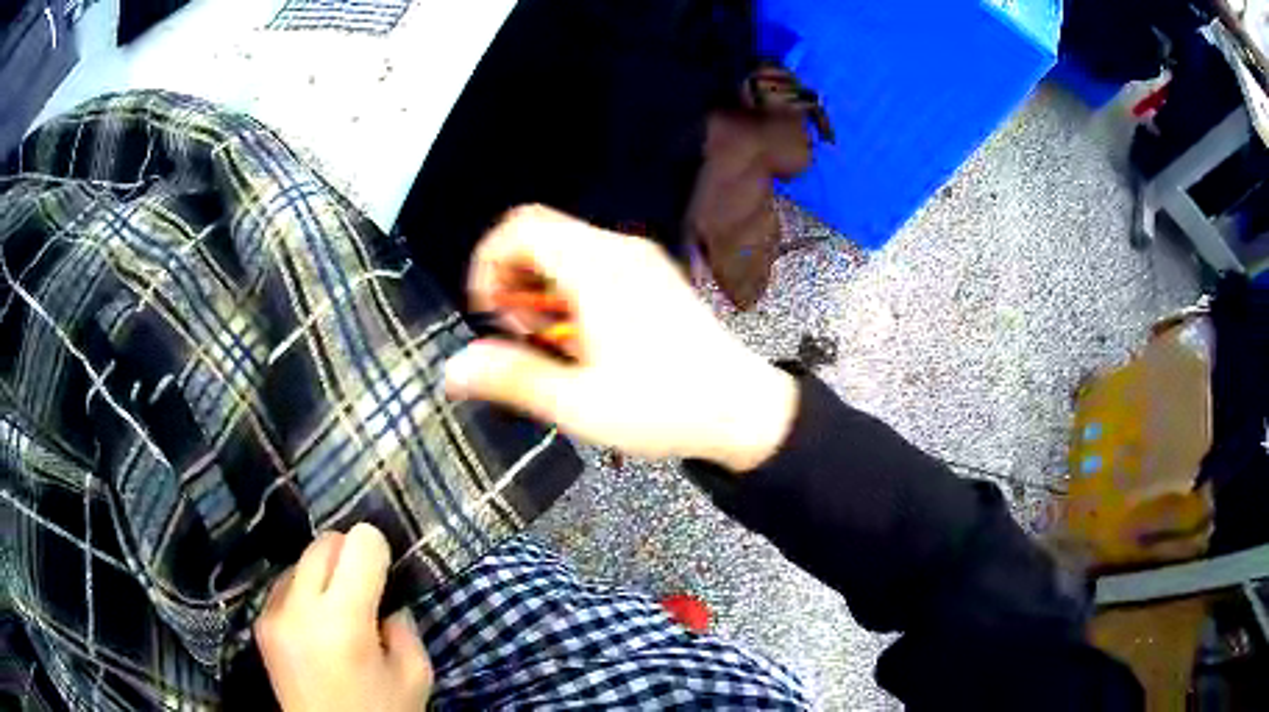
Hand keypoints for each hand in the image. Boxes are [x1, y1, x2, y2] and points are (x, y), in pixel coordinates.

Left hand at [255, 524, 432, 711]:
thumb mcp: (414, 676)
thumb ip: (404, 627)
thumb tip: (385, 599)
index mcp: (343, 621)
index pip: (359, 543)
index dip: (378, 550)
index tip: (386, 574)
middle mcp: (300, 607)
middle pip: (325, 542)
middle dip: (350, 554)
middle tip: (367, 589)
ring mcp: (273, 612)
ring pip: (302, 559)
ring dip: (325, 573)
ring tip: (338, 611)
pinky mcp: (260, 622)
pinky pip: (286, 584)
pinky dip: (305, 591)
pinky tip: (316, 625)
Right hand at [444, 205, 797, 471]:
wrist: (740, 409)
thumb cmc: (667, 407)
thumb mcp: (578, 403)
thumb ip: (512, 379)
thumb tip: (456, 369)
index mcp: (597, 268)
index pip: (520, 227)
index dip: (488, 264)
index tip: (489, 311)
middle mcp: (619, 251)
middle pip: (539, 236)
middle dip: (512, 282)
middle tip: (520, 334)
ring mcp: (639, 261)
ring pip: (564, 251)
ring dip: (539, 291)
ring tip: (550, 343)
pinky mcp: (651, 277)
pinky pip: (591, 265)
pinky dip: (568, 293)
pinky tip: (580, 340)